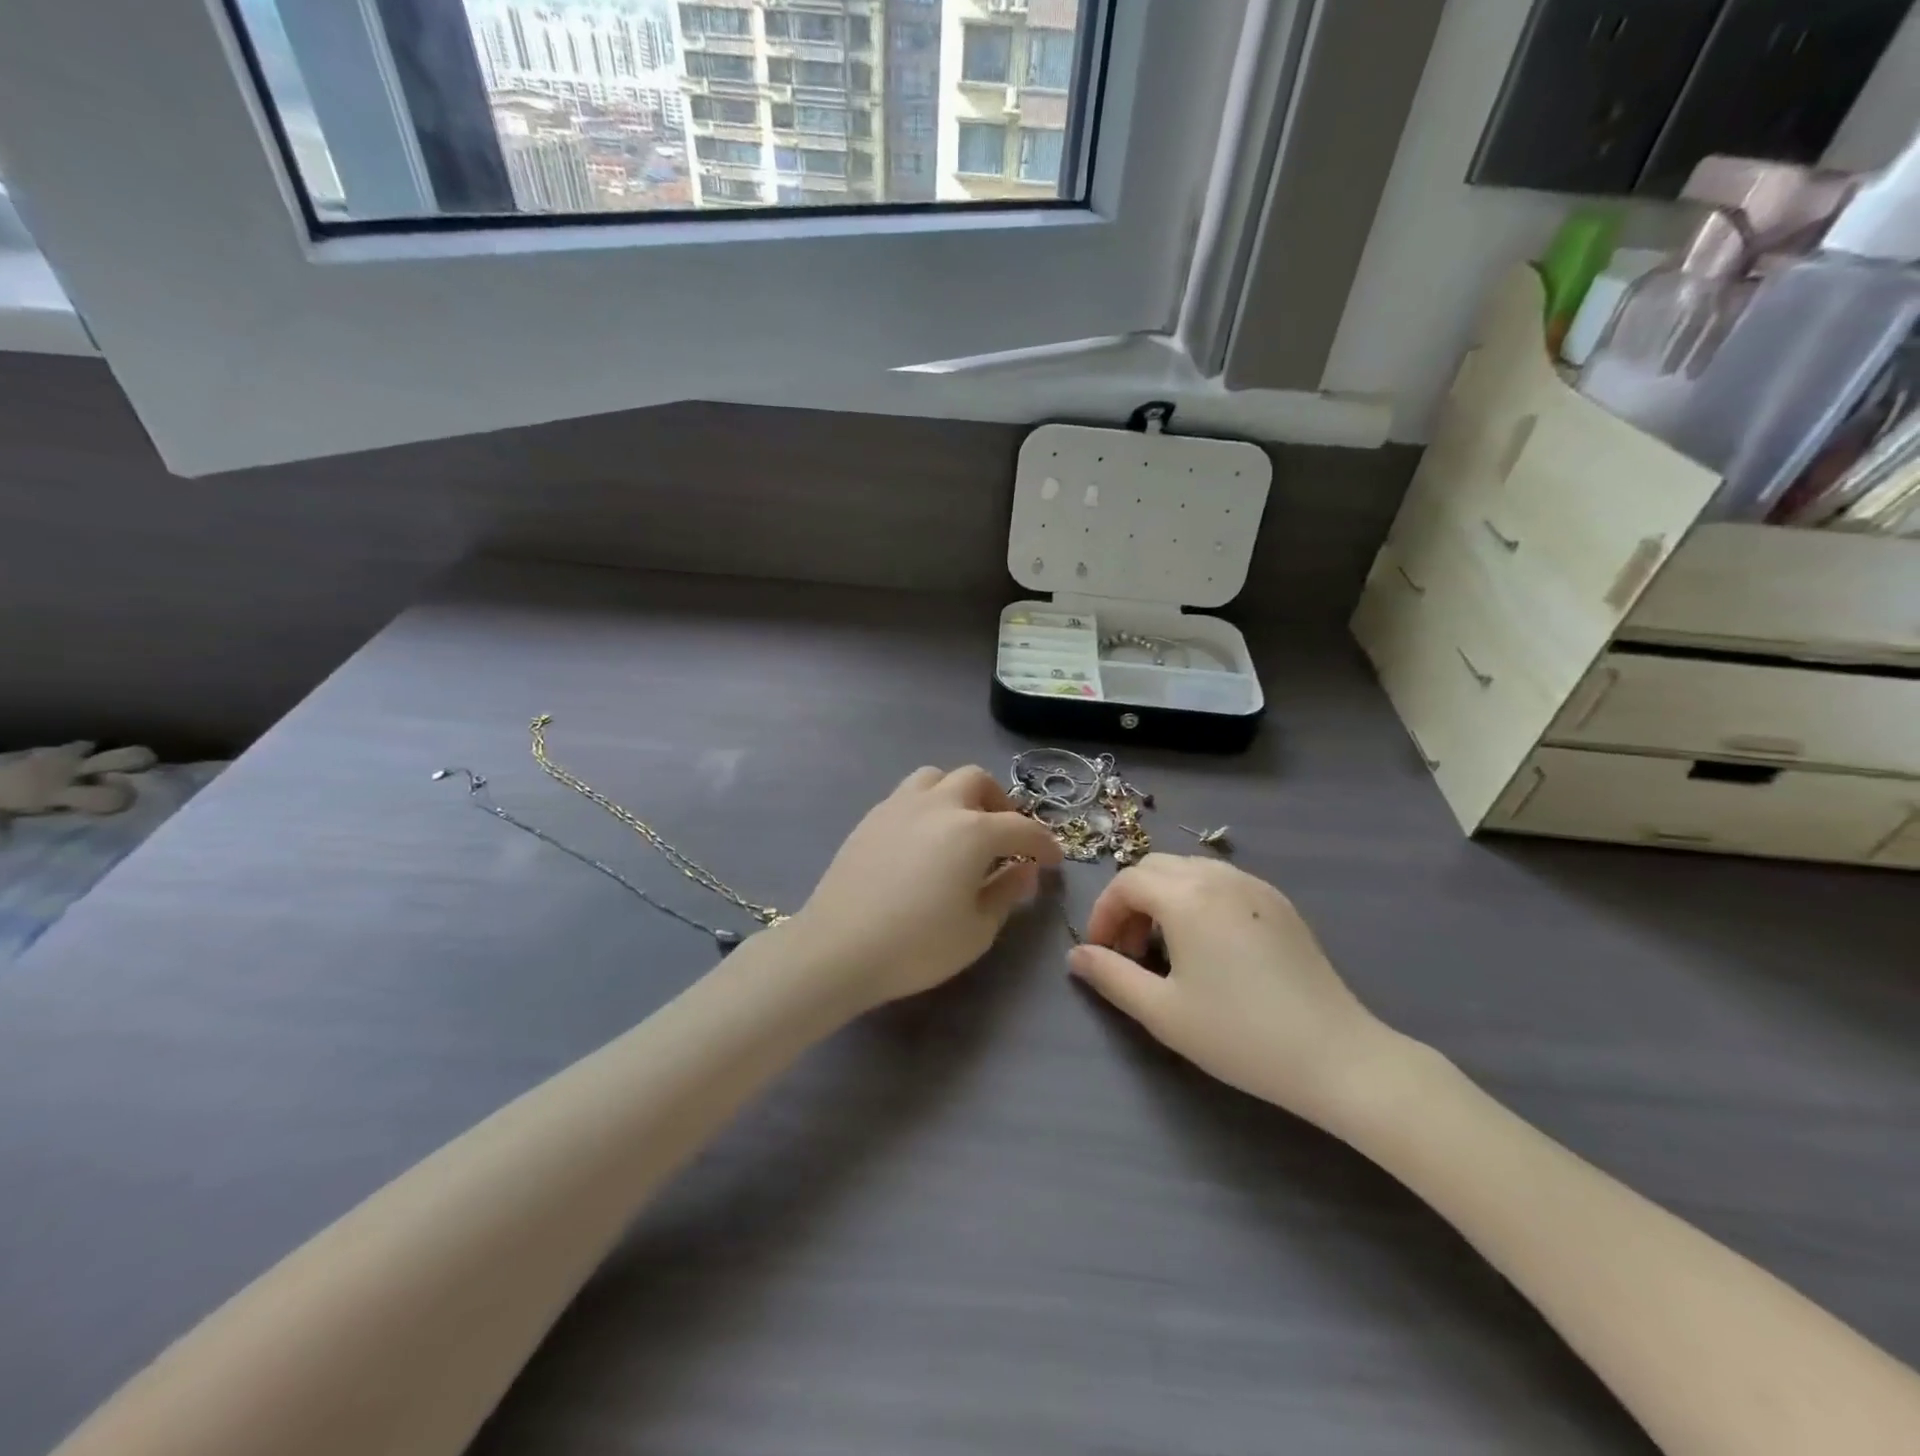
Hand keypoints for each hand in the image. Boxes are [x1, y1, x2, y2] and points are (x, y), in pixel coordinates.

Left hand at [792, 766, 1063, 1010]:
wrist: (839, 948)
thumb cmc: (917, 945)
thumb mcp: (977, 929)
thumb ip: (1007, 891)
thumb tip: (1025, 869)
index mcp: (972, 830)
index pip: (1022, 828)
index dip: (1044, 844)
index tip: (1054, 860)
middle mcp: (938, 805)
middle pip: (977, 781)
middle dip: (1000, 804)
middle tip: (1005, 837)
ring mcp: (899, 805)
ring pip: (938, 777)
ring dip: (959, 794)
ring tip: (962, 826)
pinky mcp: (871, 817)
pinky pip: (909, 794)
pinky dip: (928, 804)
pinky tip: (925, 839)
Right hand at [1068, 856, 1403, 1127]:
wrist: (1336, 1056)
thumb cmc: (1239, 1034)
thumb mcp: (1162, 1011)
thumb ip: (1111, 976)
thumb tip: (1076, 956)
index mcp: (1186, 896)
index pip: (1126, 883)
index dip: (1103, 914)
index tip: (1101, 954)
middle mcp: (1218, 876)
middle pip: (1155, 868)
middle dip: (1131, 902)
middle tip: (1130, 951)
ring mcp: (1254, 885)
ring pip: (1189, 871)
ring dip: (1163, 898)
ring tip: (1165, 949)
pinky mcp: (1279, 903)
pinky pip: (1222, 883)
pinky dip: (1197, 900)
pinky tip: (1207, 946)